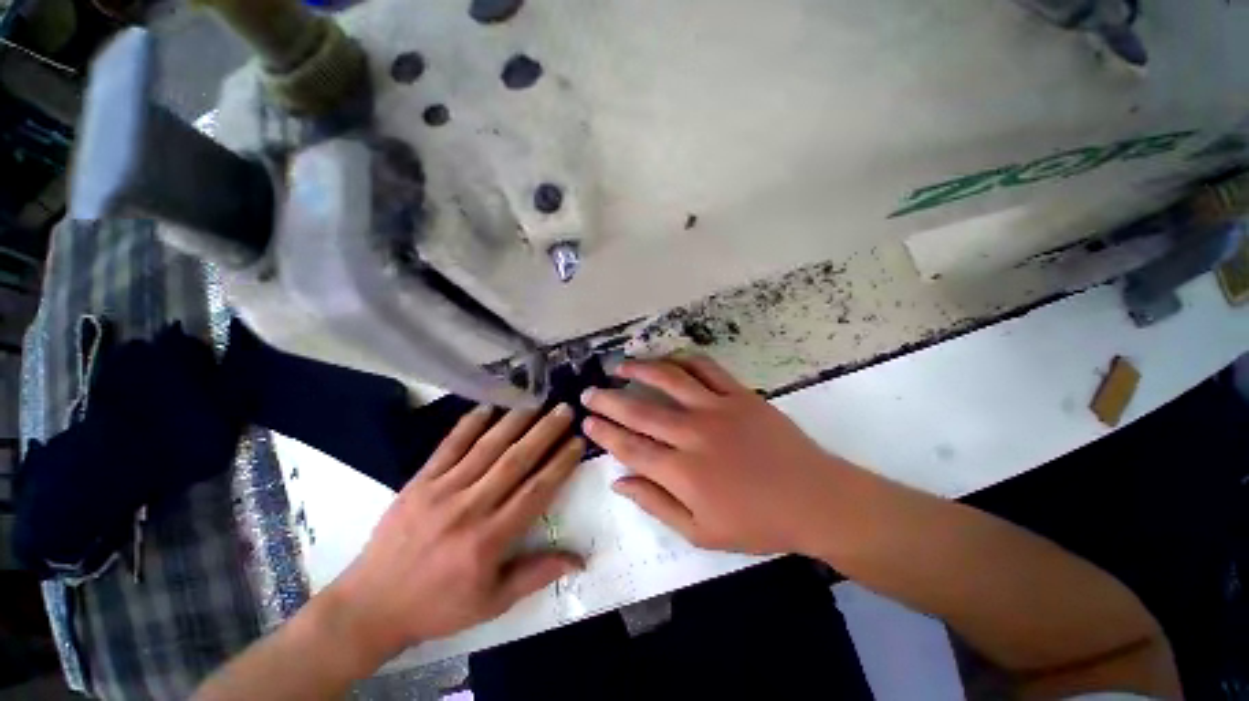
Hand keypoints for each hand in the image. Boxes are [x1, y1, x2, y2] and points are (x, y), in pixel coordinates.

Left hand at [323, 404, 584, 670]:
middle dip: (545, 432)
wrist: (371, 606)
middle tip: (564, 409)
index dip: (560, 464)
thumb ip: (537, 574)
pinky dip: (469, 425)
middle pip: (516, 461)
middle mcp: (469, 508)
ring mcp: (442, 490)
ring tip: (536, 402)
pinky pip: (448, 447)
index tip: (577, 442)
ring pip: (486, 448)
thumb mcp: (492, 602)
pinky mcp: (420, 481)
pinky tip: (487, 407)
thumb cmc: (439, 606)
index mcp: (489, 539)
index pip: (535, 492)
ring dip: (515, 422)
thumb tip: (580, 560)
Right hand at [583, 356, 854, 555]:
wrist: (814, 499)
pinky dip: (684, 360)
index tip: (586, 421)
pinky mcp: (740, 394)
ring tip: (620, 366)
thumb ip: (656, 503)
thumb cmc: (757, 523)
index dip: (604, 432)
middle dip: (609, 400)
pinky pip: (706, 368)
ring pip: (669, 380)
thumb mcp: (701, 531)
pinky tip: (668, 359)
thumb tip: (619, 481)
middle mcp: (693, 434)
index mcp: (683, 472)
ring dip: (641, 371)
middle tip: (589, 392)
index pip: (630, 447)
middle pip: (640, 412)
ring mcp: (717, 408)